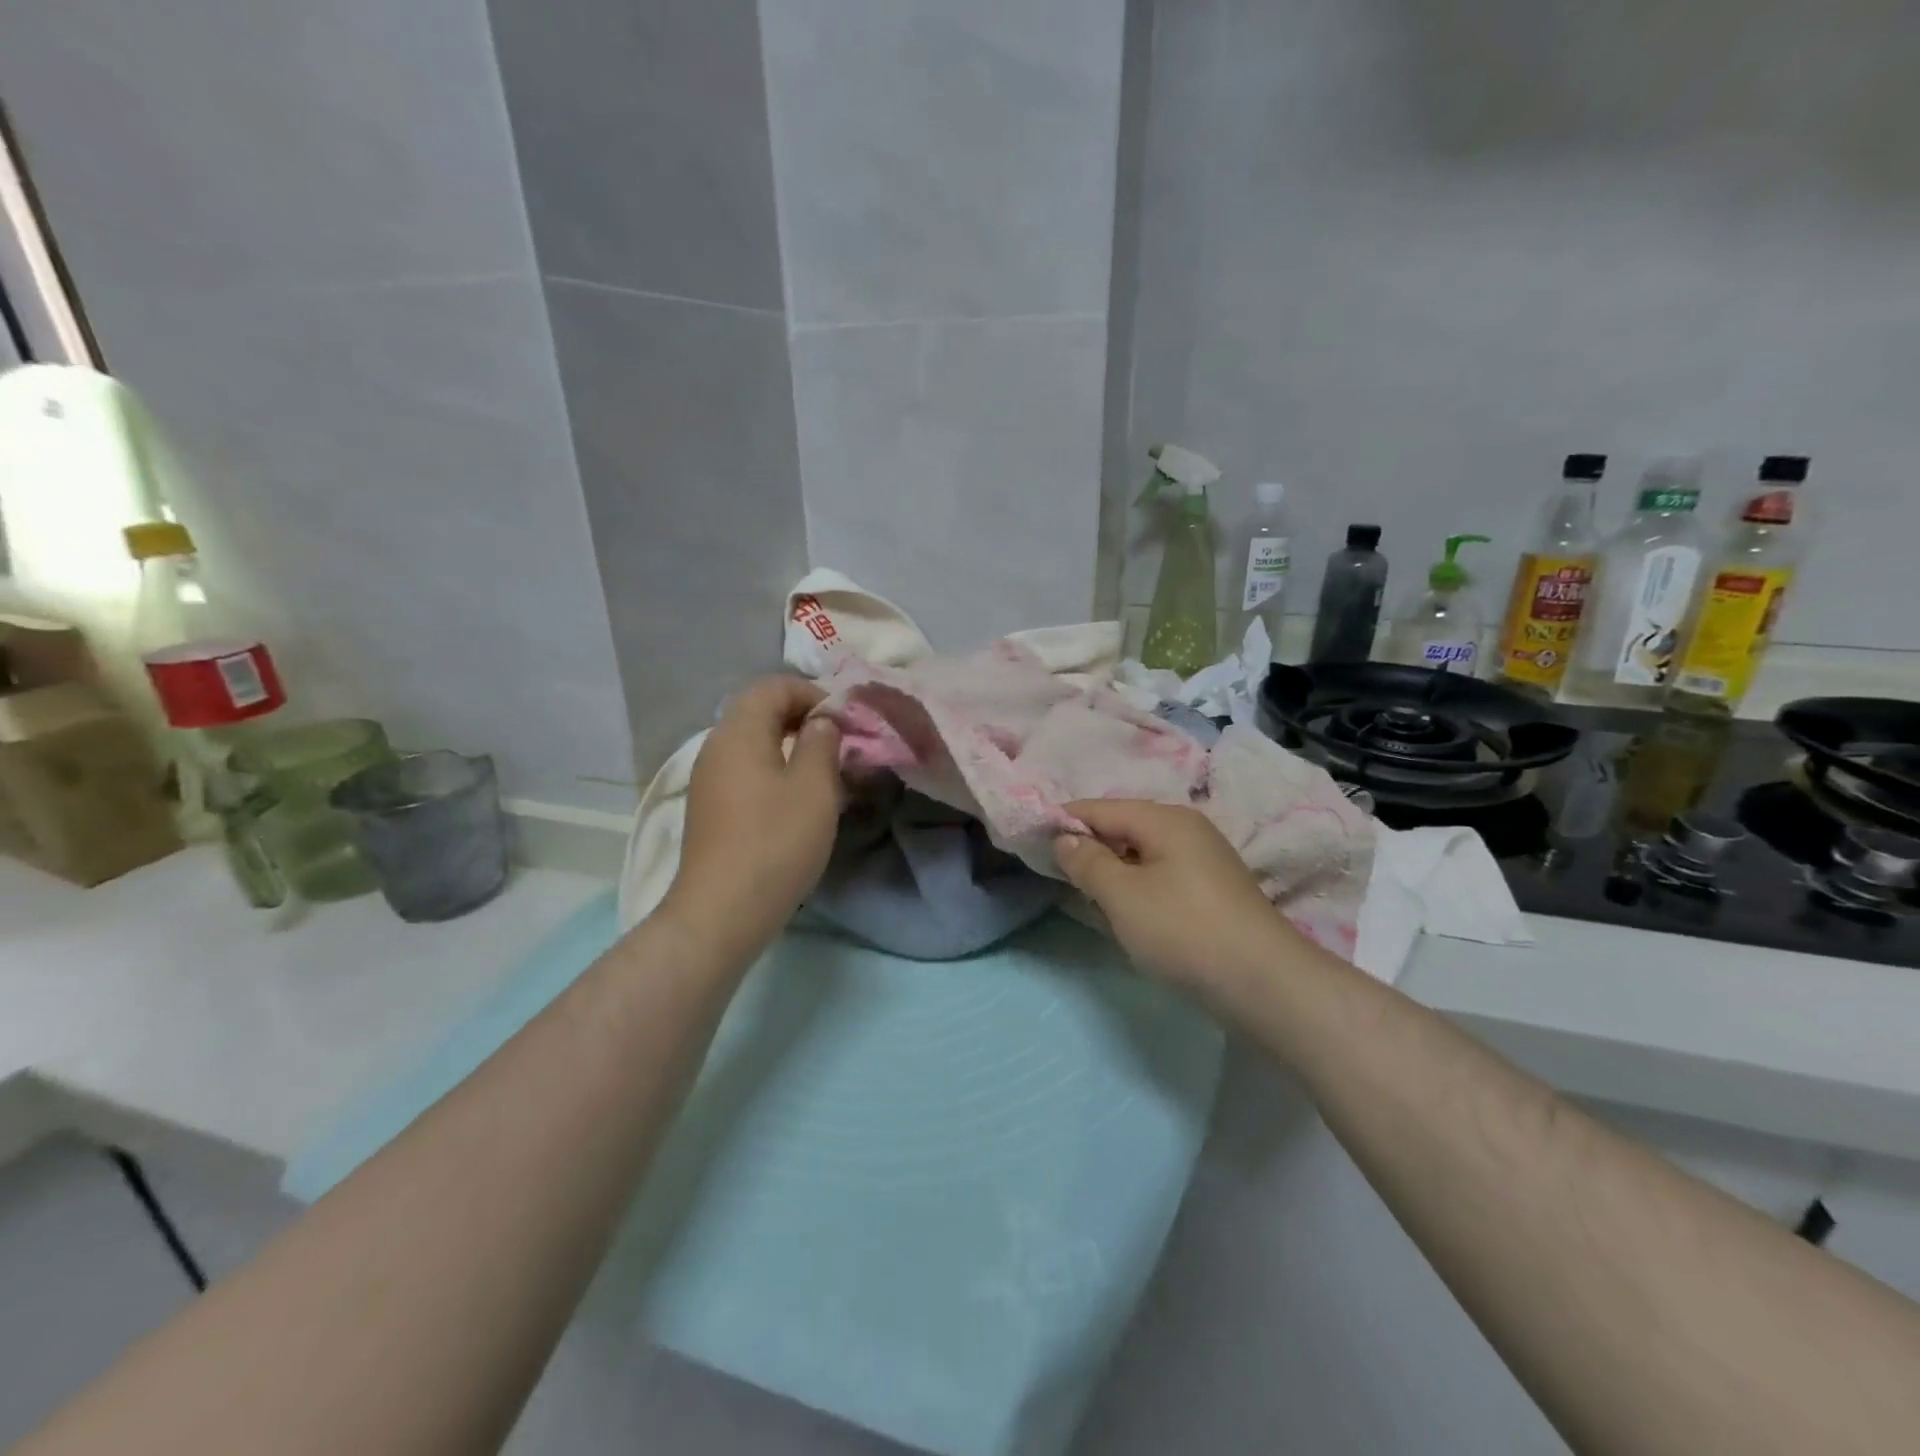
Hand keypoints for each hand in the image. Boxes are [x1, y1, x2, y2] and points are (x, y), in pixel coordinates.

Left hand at [662, 676, 843, 960]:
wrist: (722, 911)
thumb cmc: (776, 842)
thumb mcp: (814, 787)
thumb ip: (822, 742)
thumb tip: (821, 722)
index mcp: (739, 732)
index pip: (773, 685)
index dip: (813, 693)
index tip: (844, 722)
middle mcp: (717, 747)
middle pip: (760, 711)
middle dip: (804, 719)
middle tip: (840, 745)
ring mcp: (710, 779)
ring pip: (755, 744)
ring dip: (792, 748)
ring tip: (826, 774)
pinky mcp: (711, 808)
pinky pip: (747, 771)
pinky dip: (776, 772)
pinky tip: (799, 802)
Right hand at [1054, 800, 1302, 998]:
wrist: (1265, 985)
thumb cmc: (1184, 931)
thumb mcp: (1123, 896)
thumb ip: (1087, 862)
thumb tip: (1065, 839)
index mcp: (1165, 819)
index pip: (1101, 808)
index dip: (1064, 822)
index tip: (1032, 842)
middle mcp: (1188, 830)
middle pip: (1123, 828)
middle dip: (1088, 848)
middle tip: (1056, 875)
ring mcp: (1205, 862)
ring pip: (1142, 855)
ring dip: (1112, 872)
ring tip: (1084, 896)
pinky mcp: (1213, 893)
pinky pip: (1161, 877)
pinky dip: (1136, 888)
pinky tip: (1125, 913)